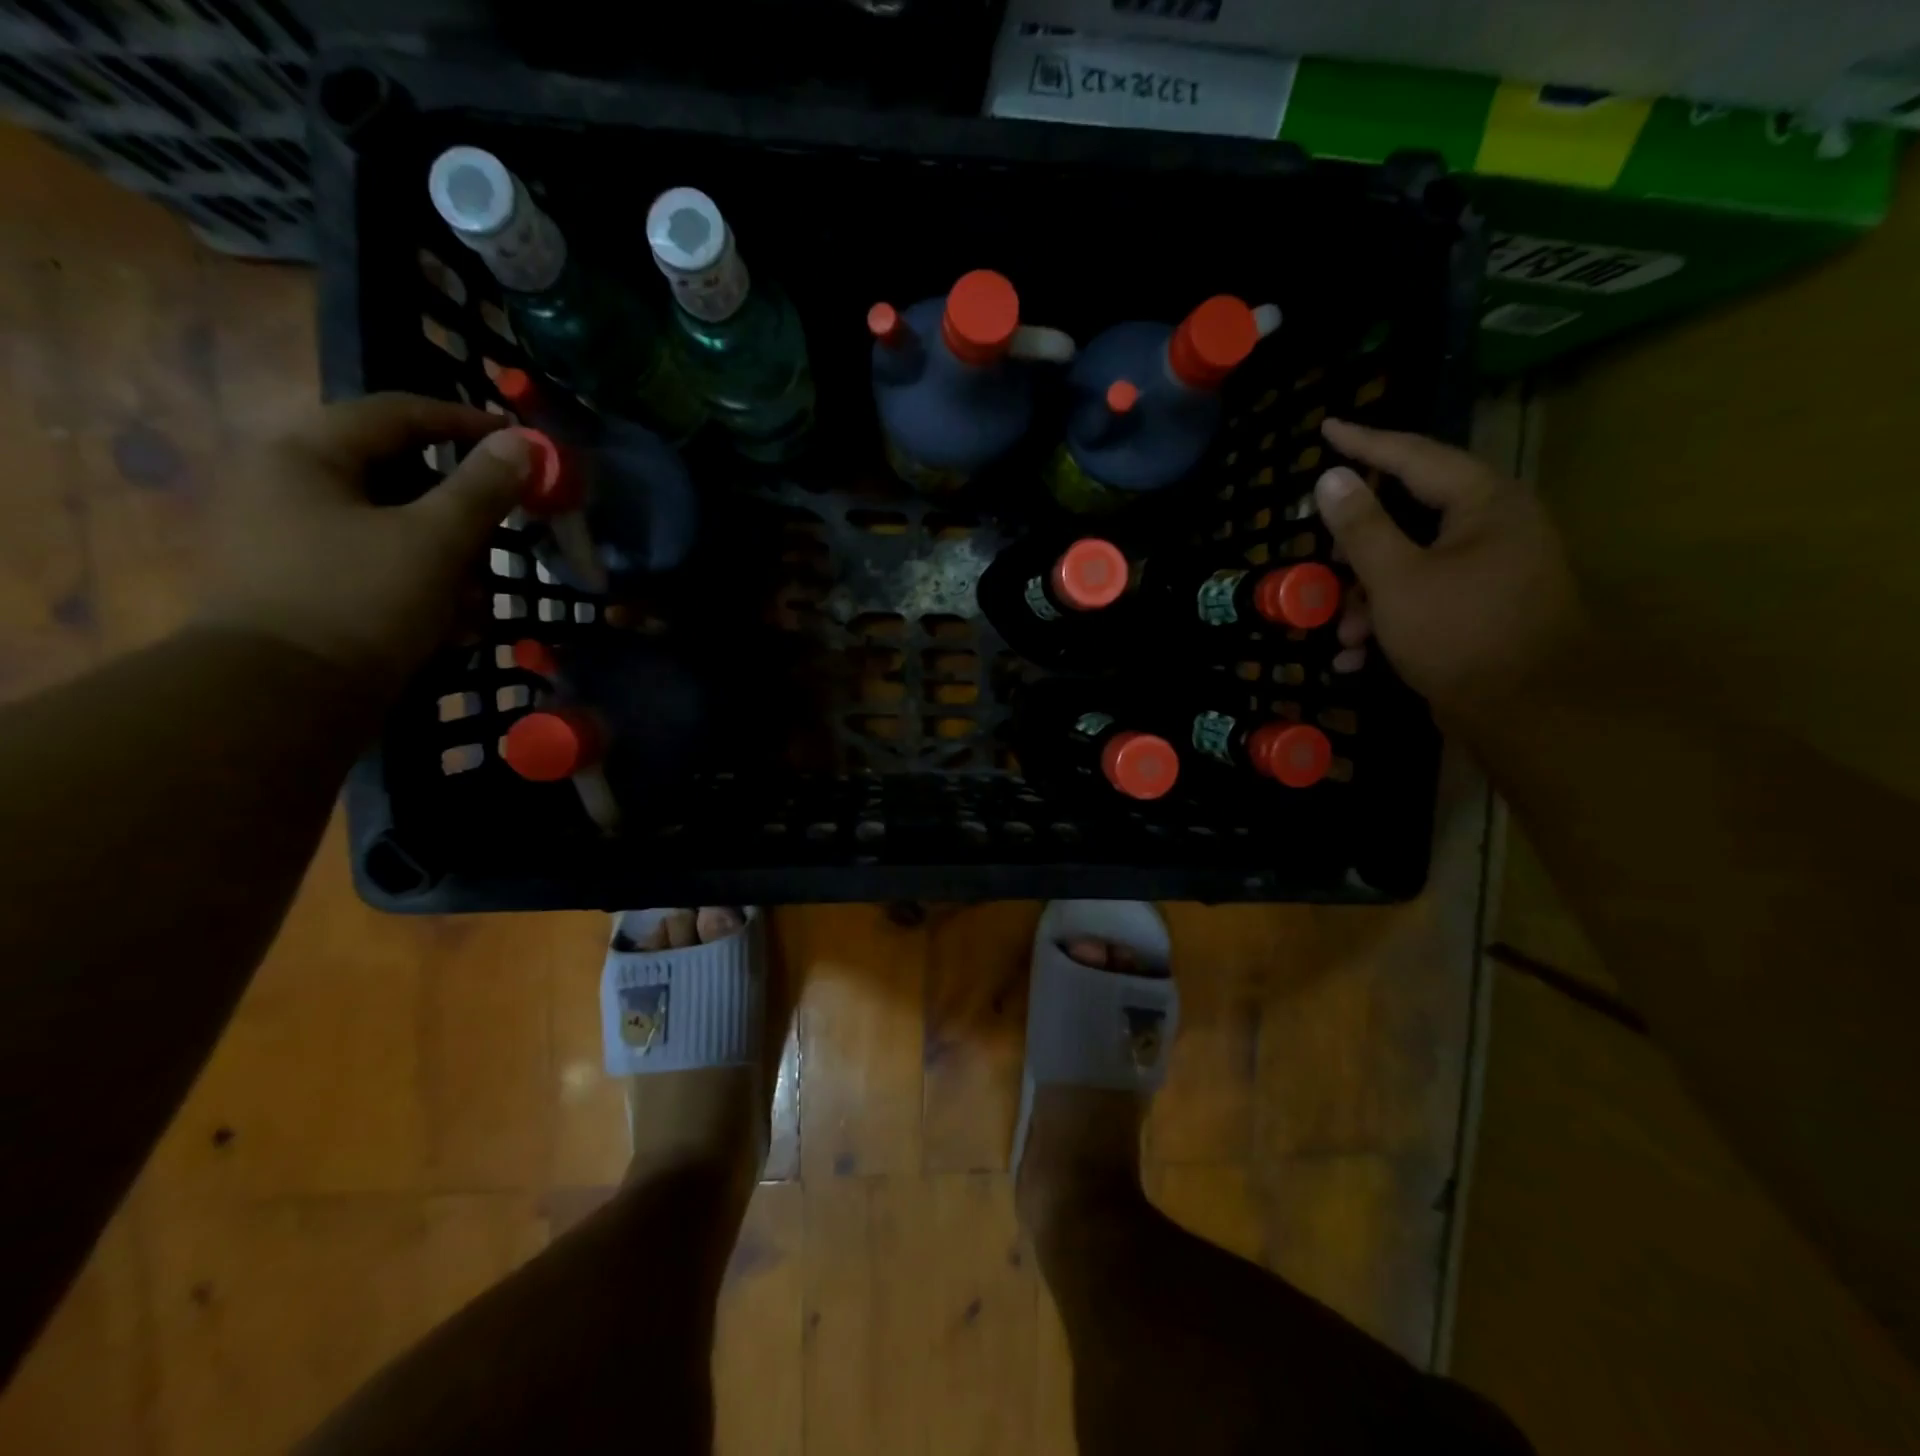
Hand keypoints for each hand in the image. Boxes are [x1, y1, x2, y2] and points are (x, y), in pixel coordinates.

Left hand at [202, 393, 534, 691]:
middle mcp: (288, 485)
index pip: (397, 413)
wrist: (283, 699)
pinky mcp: (305, 587)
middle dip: (461, 513)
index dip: (465, 423)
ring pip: (395, 529)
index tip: (521, 445)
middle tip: (504, 535)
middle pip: (400, 476)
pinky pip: (379, 567)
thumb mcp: (437, 541)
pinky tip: (451, 626)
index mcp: (305, 454)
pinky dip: (422, 588)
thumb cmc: (361, 601)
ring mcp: (291, 539)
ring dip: (449, 560)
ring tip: (478, 602)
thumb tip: (525, 442)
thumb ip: (483, 489)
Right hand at [1313, 419, 1583, 727]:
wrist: (1530, 712)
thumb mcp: (1396, 578)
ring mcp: (1491, 569)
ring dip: (1367, 597)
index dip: (1366, 442)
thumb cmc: (1460, 633)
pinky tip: (1358, 656)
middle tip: (1324, 560)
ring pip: (1410, 565)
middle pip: (1409, 515)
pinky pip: (1424, 598)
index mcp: (1484, 503)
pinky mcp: (1483, 608)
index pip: (1416, 455)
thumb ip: (1361, 526)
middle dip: (1357, 550)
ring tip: (1342, 634)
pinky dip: (1389, 620)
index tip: (1327, 428)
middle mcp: (1494, 526)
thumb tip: (1332, 477)